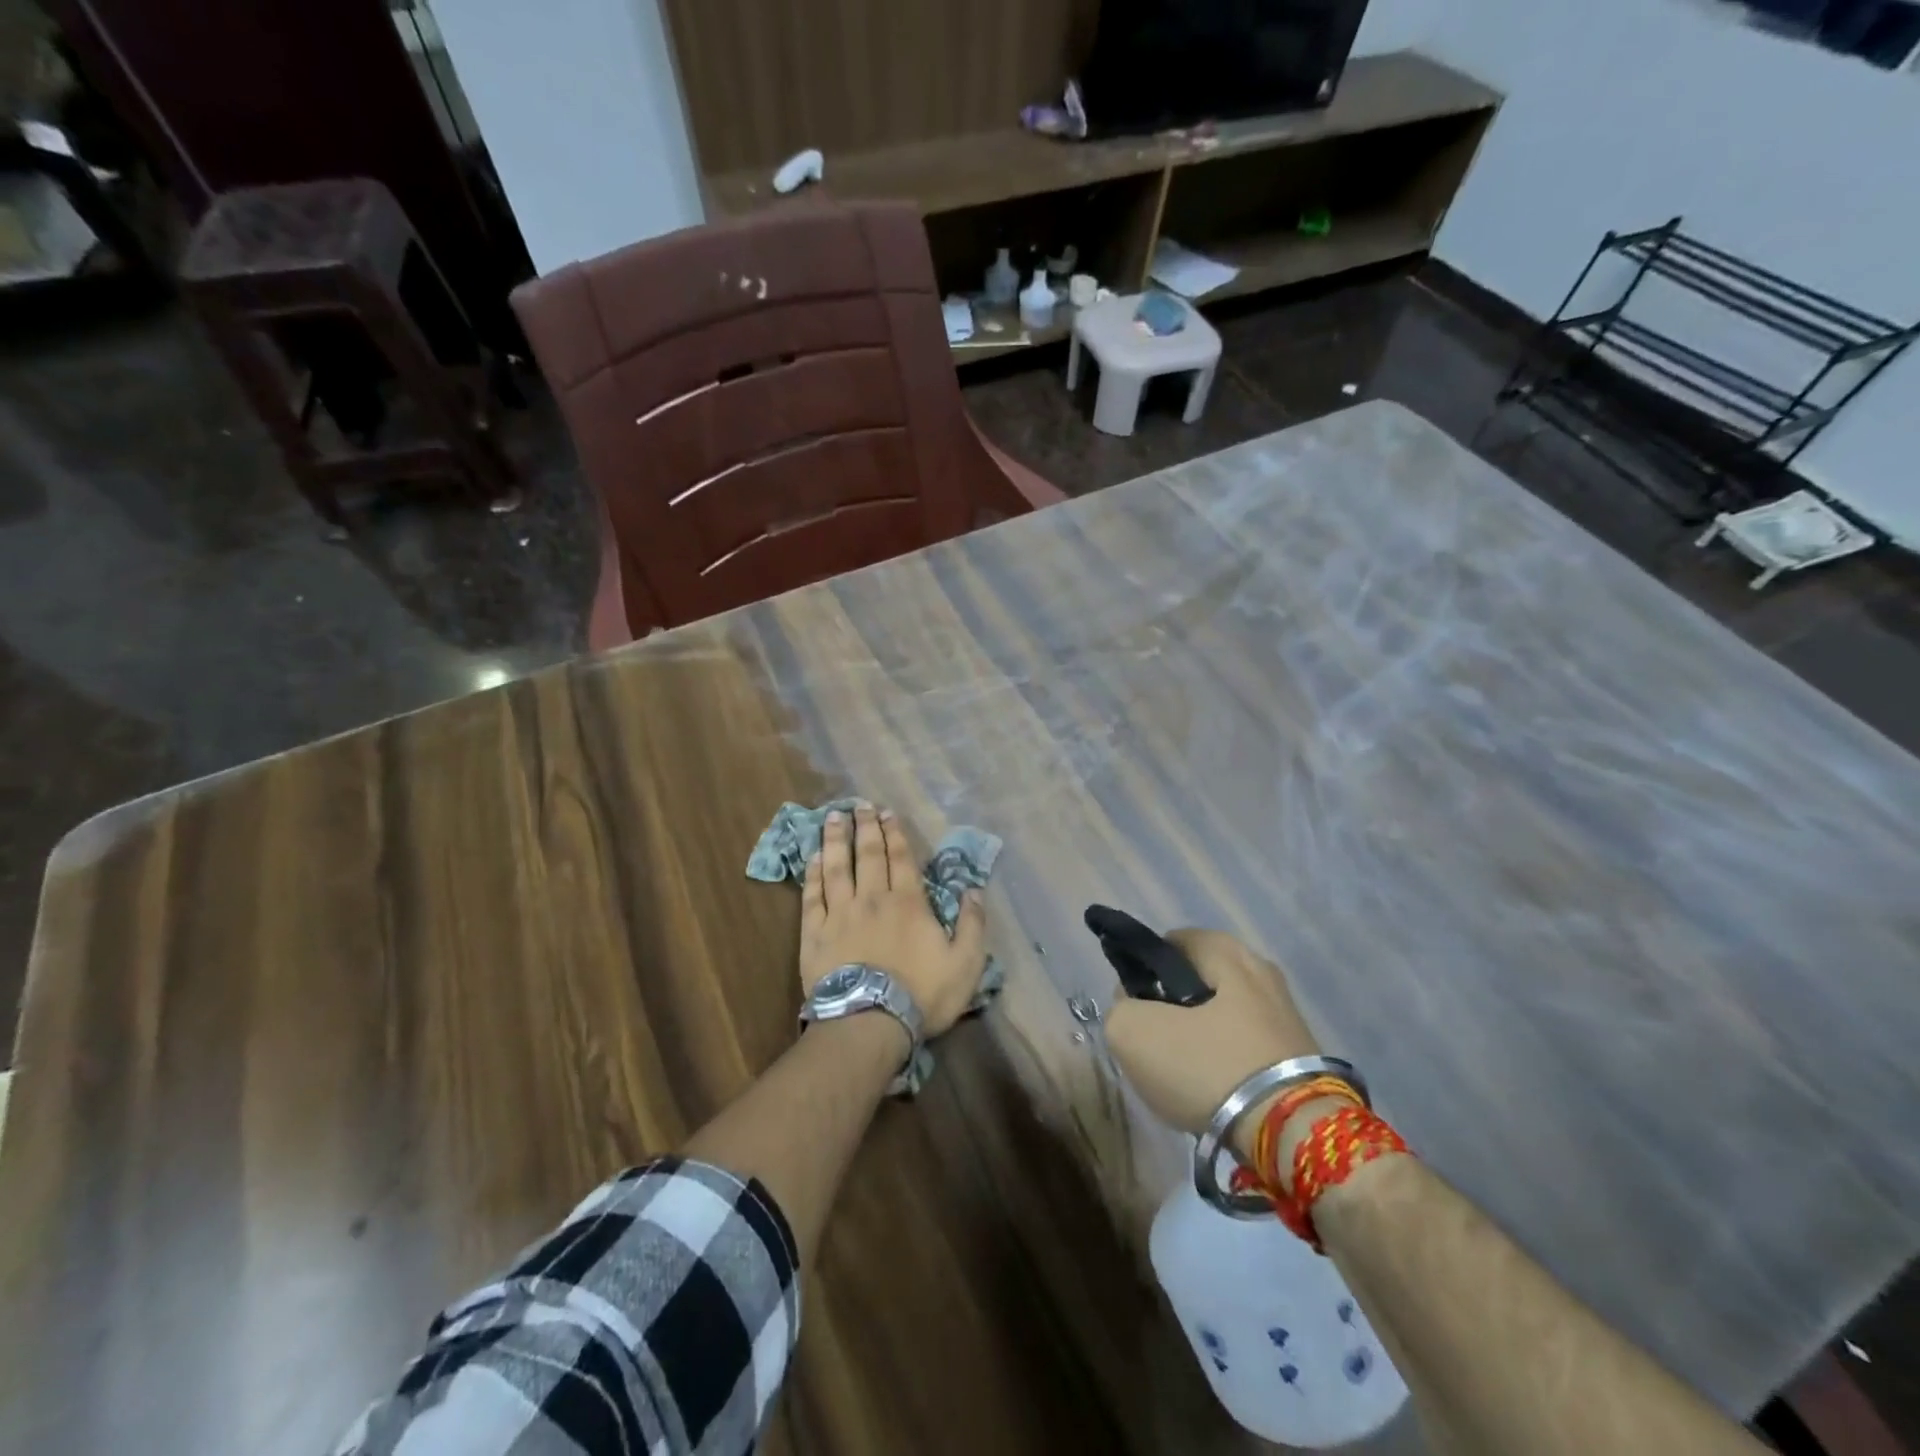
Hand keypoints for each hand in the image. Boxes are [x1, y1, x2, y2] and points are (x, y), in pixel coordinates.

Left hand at [800, 805, 987, 1036]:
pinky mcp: (815, 933)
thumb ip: (972, 924)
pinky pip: (812, 896)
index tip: (887, 813)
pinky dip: (813, 874)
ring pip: (837, 868)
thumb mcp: (965, 963)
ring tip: (833, 818)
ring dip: (836, 840)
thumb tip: (974, 890)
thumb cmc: (921, 995)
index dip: (894, 833)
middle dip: (865, 827)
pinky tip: (813, 858)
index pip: (900, 858)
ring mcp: (840, 914)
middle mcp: (872, 898)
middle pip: (868, 855)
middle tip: (860, 805)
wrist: (869, 1023)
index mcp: (908, 903)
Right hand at [1105, 929, 1318, 1140]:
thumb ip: (1120, 1008)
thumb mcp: (1133, 1033)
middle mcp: (1260, 969)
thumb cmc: (1208, 1065)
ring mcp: (1286, 1013)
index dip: (1144, 971)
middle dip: (1175, 1004)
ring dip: (1202, 1035)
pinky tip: (1216, 1088)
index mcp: (1224, 950)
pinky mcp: (1301, 1054)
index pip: (1171, 943)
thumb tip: (1132, 1006)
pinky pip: (1247, 1045)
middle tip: (1158, 1039)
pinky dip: (1228, 1060)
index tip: (1136, 1006)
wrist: (1294, 1132)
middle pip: (1201, 979)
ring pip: (1225, 1014)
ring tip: (1184, 1071)